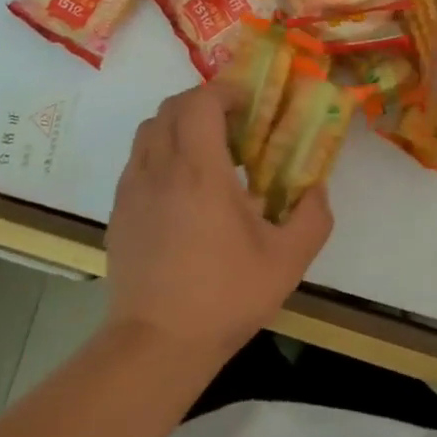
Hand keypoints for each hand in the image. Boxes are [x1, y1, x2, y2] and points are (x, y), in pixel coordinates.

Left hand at [105, 83, 332, 363]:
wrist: (156, 345)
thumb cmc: (224, 296)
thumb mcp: (287, 261)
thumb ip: (313, 217)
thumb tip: (318, 189)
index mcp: (199, 170)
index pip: (200, 101)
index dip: (225, 91)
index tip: (249, 104)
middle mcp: (160, 167)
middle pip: (172, 106)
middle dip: (203, 103)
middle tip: (233, 125)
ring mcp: (133, 188)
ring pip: (149, 129)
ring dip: (179, 125)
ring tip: (206, 154)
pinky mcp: (119, 210)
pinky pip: (137, 160)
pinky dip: (161, 153)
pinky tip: (181, 189)